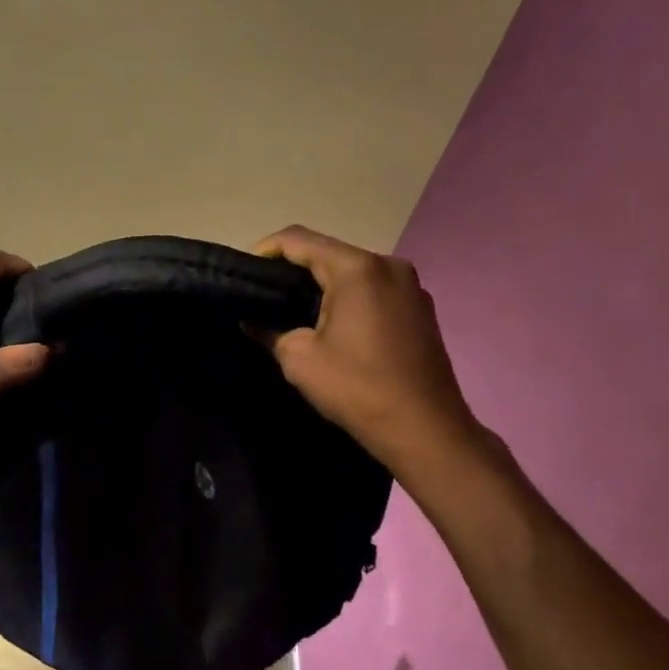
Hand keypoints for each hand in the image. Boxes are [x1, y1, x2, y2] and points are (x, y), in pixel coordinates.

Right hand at [254, 226, 479, 468]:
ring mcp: (410, 286)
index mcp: (357, 269)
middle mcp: (388, 266)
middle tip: (263, 294)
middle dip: (293, 269)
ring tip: (292, 310)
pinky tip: (331, 325)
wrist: (425, 430)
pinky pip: (373, 290)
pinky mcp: (420, 309)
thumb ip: (269, 329)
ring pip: (352, 272)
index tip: (243, 273)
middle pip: (328, 252)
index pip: (299, 240)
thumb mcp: (298, 359)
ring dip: (321, 284)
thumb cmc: (357, 388)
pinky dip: (347, 298)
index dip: (265, 250)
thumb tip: (252, 320)